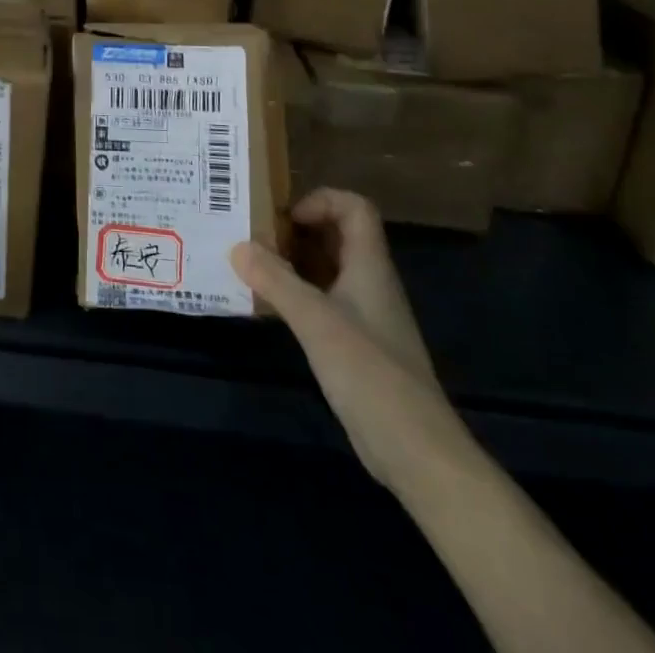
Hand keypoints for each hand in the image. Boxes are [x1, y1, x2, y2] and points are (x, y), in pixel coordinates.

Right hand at [231, 189, 470, 487]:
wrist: (417, 453)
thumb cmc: (371, 374)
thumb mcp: (316, 321)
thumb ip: (276, 280)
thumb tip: (237, 245)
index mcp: (369, 266)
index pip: (353, 208)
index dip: (319, 201)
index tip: (284, 220)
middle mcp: (368, 283)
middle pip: (335, 235)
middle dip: (295, 229)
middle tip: (253, 236)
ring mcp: (363, 315)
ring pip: (326, 269)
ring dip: (291, 262)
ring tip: (250, 265)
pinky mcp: (354, 345)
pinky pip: (321, 301)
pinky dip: (294, 295)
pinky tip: (267, 307)